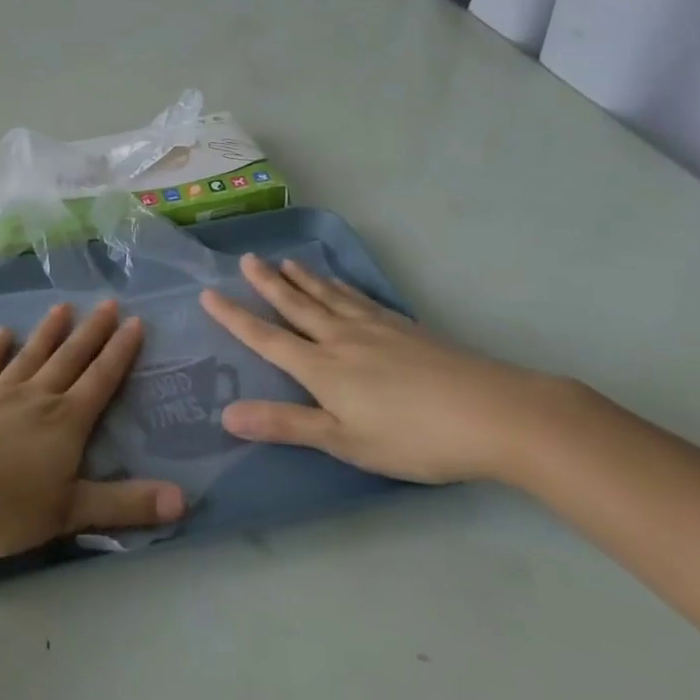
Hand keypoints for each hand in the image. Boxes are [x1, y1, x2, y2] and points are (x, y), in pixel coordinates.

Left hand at [0, 300, 184, 563]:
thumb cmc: (2, 509)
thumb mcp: (69, 513)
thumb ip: (125, 504)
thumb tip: (183, 500)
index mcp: (65, 421)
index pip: (102, 378)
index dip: (121, 351)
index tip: (135, 321)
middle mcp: (37, 396)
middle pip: (71, 356)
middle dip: (93, 330)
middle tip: (109, 302)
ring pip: (32, 353)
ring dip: (49, 330)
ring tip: (63, 307)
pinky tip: (1, 333)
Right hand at [200, 254, 557, 484]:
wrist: (491, 412)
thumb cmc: (412, 437)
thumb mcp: (344, 441)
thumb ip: (286, 425)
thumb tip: (226, 413)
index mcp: (321, 367)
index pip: (266, 337)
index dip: (234, 317)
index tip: (208, 293)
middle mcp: (340, 338)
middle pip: (296, 305)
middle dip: (267, 283)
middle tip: (247, 258)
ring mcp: (375, 329)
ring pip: (328, 296)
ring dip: (302, 278)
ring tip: (285, 260)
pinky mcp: (405, 328)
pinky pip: (360, 299)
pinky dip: (342, 287)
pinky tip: (342, 285)